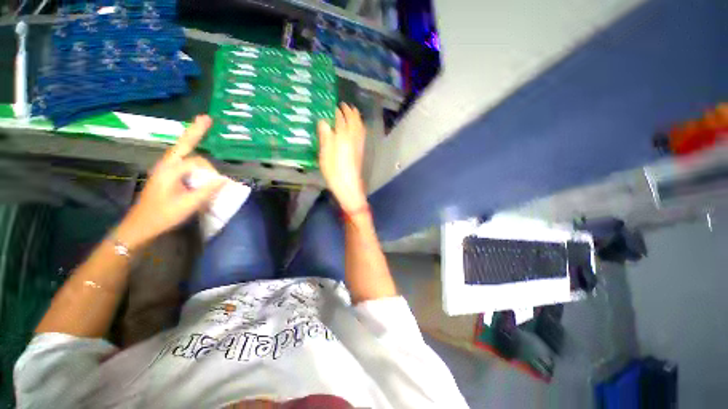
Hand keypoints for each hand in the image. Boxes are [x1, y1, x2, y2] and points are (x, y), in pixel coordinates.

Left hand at [116, 115, 225, 248]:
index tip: (220, 183)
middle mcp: (166, 165)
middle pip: (183, 144)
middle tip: (207, 117)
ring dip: (192, 139)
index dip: (211, 171)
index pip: (197, 162)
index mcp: (169, 170)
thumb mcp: (188, 204)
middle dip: (195, 131)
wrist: (140, 226)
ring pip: (181, 150)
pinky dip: (189, 150)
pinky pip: (181, 159)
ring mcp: (164, 169)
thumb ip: (207, 190)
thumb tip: (225, 179)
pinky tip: (194, 147)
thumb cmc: (163, 215)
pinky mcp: (166, 175)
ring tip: (202, 125)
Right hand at [318, 103, 367, 212]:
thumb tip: (323, 121)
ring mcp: (359, 144)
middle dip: (349, 111)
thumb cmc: (334, 171)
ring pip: (360, 126)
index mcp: (342, 136)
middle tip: (343, 105)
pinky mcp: (361, 150)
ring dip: (356, 117)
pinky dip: (360, 126)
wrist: (349, 185)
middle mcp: (353, 137)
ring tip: (352, 111)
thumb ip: (325, 136)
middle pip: (353, 120)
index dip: (337, 112)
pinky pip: (362, 133)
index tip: (333, 105)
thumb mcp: (325, 154)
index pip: (340, 119)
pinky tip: (358, 127)